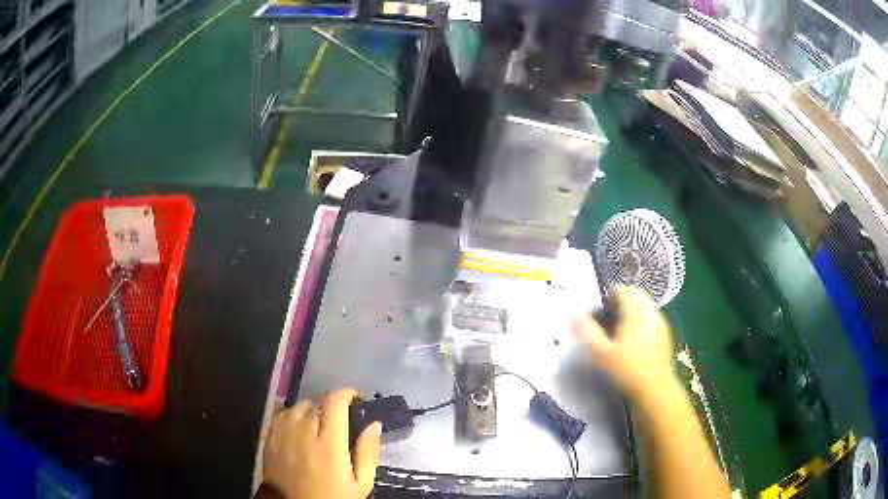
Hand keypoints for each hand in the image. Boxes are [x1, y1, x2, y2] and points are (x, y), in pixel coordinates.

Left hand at [263, 389, 381, 498]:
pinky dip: (292, 416)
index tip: (355, 399)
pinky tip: (298, 428)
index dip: (346, 394)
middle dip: (331, 409)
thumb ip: (368, 453)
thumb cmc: (332, 497)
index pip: (334, 402)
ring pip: (298, 407)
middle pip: (317, 403)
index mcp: (329, 444)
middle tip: (339, 425)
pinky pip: (281, 414)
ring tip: (317, 427)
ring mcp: (283, 433)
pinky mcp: (269, 438)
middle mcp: (304, 432)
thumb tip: (374, 424)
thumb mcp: (361, 484)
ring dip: (311, 412)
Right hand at [573, 286, 676, 400]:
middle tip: (607, 323)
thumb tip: (574, 314)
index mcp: (635, 310)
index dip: (607, 297)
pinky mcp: (666, 335)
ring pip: (644, 308)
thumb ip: (587, 331)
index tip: (597, 313)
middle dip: (620, 305)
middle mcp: (650, 311)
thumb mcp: (600, 353)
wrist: (655, 389)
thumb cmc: (626, 369)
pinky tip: (634, 344)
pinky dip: (641, 325)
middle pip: (634, 297)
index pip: (621, 290)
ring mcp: (660, 322)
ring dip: (631, 314)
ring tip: (619, 334)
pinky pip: (651, 320)